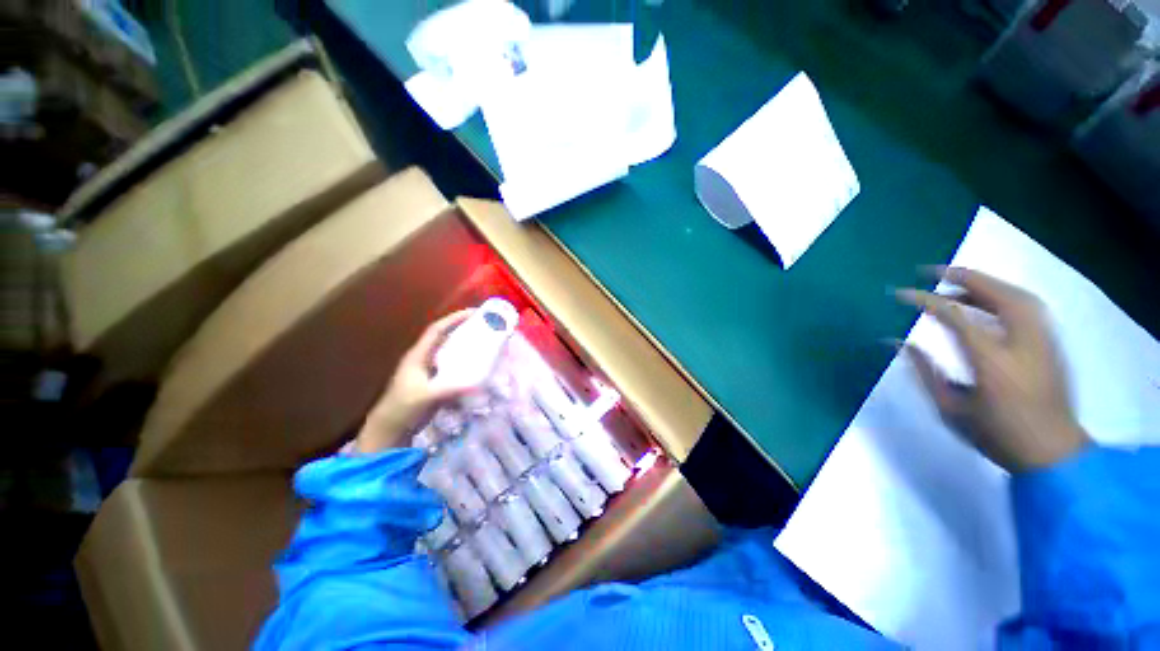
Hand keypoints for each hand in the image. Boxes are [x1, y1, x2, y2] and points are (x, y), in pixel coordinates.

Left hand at [354, 310, 474, 453]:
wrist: (390, 430)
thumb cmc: (403, 409)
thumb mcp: (426, 397)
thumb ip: (449, 389)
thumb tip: (476, 382)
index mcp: (418, 355)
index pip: (437, 330)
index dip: (454, 319)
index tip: (474, 312)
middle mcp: (424, 358)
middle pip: (445, 337)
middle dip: (464, 328)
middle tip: (486, 324)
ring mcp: (429, 370)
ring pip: (450, 350)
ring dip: (466, 343)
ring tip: (486, 340)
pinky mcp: (435, 381)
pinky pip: (453, 365)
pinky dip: (466, 361)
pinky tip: (478, 364)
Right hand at [896, 267, 1089, 472]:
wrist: (1053, 454)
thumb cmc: (997, 435)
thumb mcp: (950, 409)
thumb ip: (925, 371)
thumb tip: (896, 342)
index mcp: (992, 360)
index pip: (955, 316)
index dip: (925, 300)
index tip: (900, 294)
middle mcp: (1022, 342)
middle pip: (997, 294)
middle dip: (964, 277)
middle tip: (933, 271)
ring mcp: (1043, 341)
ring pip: (1018, 295)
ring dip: (986, 284)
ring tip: (958, 284)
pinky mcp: (1052, 344)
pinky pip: (1028, 307)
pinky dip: (1004, 295)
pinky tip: (988, 302)